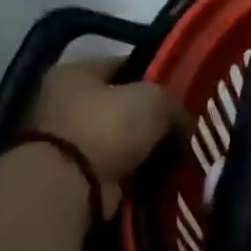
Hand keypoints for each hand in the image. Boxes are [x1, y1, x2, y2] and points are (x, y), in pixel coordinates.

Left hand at [26, 59, 183, 211]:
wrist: (72, 185)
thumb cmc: (108, 127)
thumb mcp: (154, 99)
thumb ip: (173, 102)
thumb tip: (182, 120)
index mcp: (75, 72)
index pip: (126, 65)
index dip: (157, 76)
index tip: (185, 93)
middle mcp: (65, 101)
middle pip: (125, 105)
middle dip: (155, 118)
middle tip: (185, 127)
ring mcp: (68, 140)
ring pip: (124, 138)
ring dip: (148, 147)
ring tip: (178, 153)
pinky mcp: (77, 172)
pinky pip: (120, 165)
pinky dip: (139, 170)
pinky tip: (162, 173)